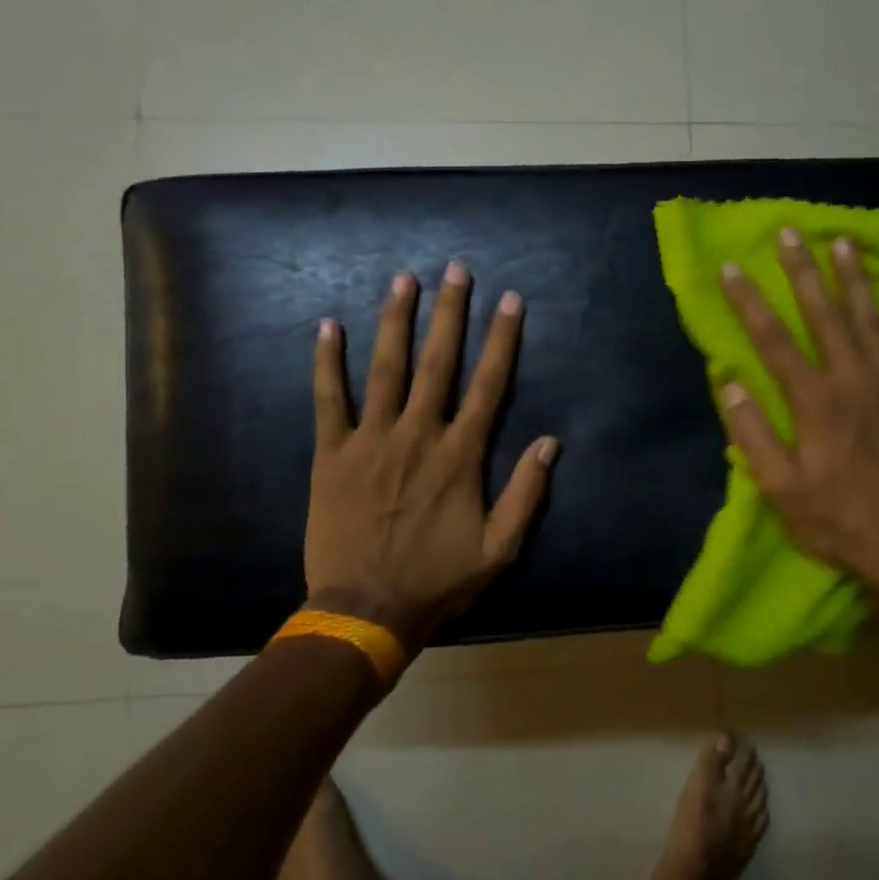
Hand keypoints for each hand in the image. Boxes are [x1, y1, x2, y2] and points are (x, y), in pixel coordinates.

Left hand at [305, 262, 557, 652]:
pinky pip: (329, 399)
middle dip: (449, 312)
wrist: (365, 609)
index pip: (488, 384)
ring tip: (402, 280)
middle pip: (437, 362)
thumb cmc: (437, 580)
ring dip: (395, 321)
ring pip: (385, 368)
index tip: (509, 300)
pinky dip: (328, 362)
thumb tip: (550, 442)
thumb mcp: (499, 548)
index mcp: (459, 455)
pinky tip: (329, 326)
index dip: (501, 339)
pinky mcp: (333, 454)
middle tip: (455, 270)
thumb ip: (526, 493)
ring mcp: (371, 440)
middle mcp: (418, 434)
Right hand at [718, 229, 878, 603]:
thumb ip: (753, 434)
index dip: (750, 302)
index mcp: (815, 402)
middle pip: (825, 314)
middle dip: (803, 270)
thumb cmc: (838, 519)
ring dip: (856, 278)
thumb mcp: (781, 488)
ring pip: (872, 318)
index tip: (732, 268)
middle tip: (790, 232)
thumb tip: (731, 383)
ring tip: (844, 242)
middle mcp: (854, 380)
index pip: (774, 340)